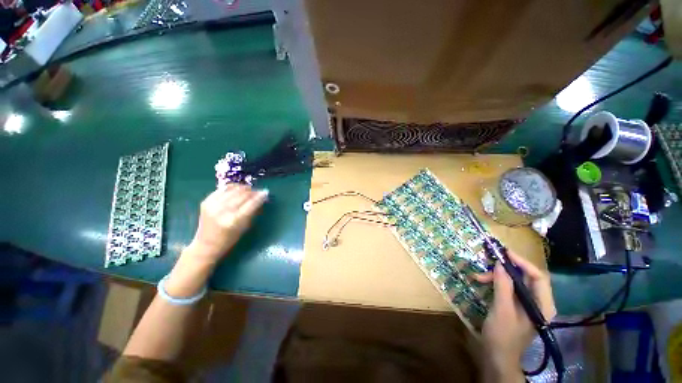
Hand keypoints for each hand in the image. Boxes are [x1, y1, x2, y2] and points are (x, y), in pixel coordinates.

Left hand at [187, 184, 268, 263]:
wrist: (206, 244)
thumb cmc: (229, 239)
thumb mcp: (245, 227)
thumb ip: (252, 211)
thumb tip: (260, 198)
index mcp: (234, 220)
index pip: (251, 203)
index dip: (259, 196)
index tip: (265, 193)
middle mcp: (223, 211)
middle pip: (242, 194)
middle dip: (252, 191)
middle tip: (258, 191)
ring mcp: (213, 205)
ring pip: (233, 190)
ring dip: (243, 188)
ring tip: (249, 190)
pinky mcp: (206, 202)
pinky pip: (222, 189)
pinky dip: (231, 188)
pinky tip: (236, 189)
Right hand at [476, 251, 555, 379]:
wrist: (497, 356)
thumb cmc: (502, 335)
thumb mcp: (502, 309)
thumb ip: (503, 285)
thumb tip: (500, 263)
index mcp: (543, 305)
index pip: (539, 277)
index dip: (523, 263)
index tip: (504, 253)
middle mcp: (538, 303)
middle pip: (526, 278)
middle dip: (506, 270)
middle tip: (487, 264)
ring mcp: (526, 305)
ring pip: (514, 282)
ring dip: (496, 276)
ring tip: (478, 277)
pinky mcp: (515, 306)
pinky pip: (507, 288)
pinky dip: (495, 283)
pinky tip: (482, 282)